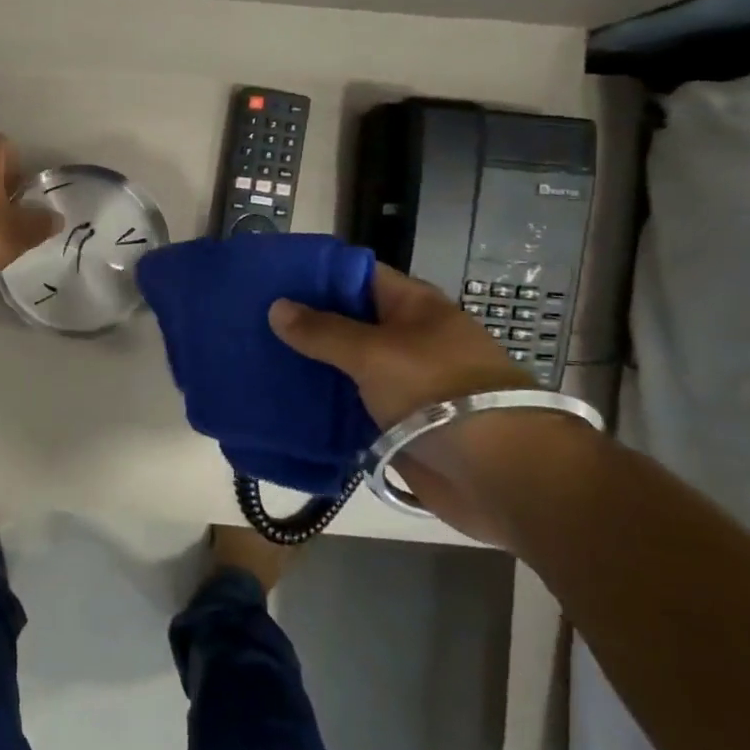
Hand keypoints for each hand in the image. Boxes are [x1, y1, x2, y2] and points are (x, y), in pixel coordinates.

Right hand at [267, 263, 545, 543]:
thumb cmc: (440, 393)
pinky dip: (319, 403)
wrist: (501, 475)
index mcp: (411, 307)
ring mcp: (399, 381)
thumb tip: (277, 307)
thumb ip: (323, 331)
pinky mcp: (393, 421)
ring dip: (306, 364)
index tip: (268, 278)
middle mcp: (404, 338)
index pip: (355, 275)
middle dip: (301, 322)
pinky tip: (279, 400)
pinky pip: (347, 404)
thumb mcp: (375, 352)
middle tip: (248, 320)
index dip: (314, 274)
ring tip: (253, 358)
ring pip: (342, 364)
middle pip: (345, 321)